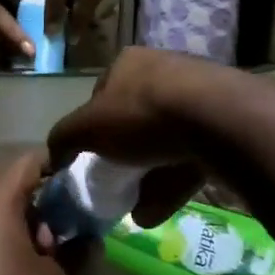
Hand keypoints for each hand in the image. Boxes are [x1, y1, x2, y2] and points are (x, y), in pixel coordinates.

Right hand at [48, 48, 236, 225]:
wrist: (216, 118)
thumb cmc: (141, 113)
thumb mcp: (88, 126)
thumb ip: (64, 138)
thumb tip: (51, 156)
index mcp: (127, 63)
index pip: (101, 94)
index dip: (93, 126)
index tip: (92, 157)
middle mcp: (161, 71)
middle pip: (134, 119)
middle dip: (124, 155)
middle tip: (117, 185)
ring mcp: (196, 96)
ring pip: (164, 140)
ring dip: (148, 176)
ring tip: (136, 211)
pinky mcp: (222, 123)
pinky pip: (191, 154)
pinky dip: (173, 181)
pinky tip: (160, 211)